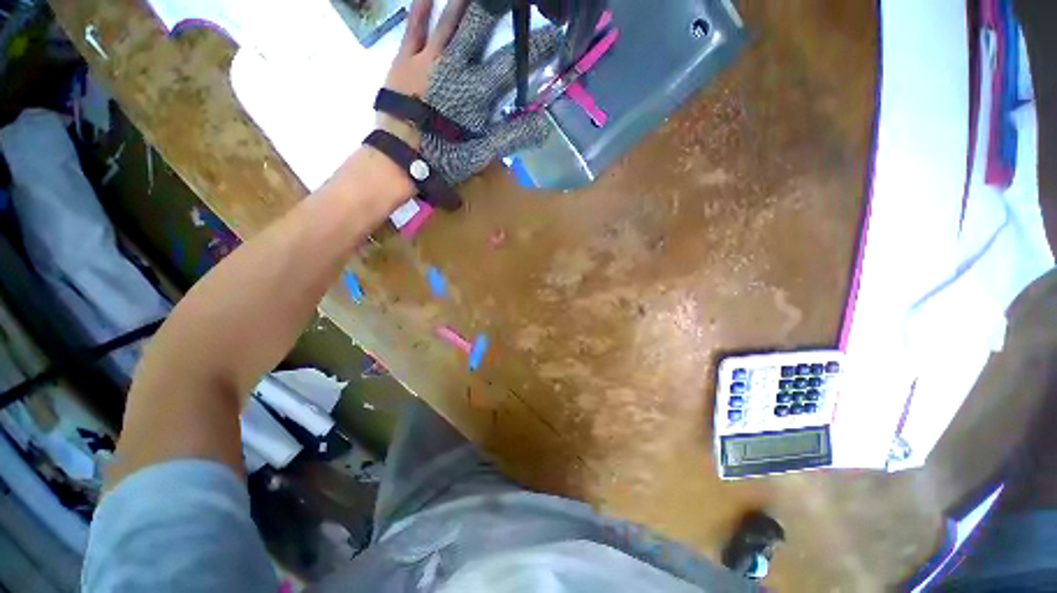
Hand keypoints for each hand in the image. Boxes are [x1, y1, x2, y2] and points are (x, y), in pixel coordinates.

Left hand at [382, 0, 560, 184]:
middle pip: (479, 28)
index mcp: (476, 92)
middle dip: (496, 9)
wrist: (398, 160)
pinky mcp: (405, 59)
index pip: (510, 64)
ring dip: (464, 2)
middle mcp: (454, 66)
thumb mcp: (481, 154)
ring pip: (450, 20)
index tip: (553, 37)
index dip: (534, 49)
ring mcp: (428, 59)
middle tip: (511, 1)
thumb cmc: (442, 159)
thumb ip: (510, 137)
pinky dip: (422, 7)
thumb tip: (543, 125)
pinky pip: (415, 27)